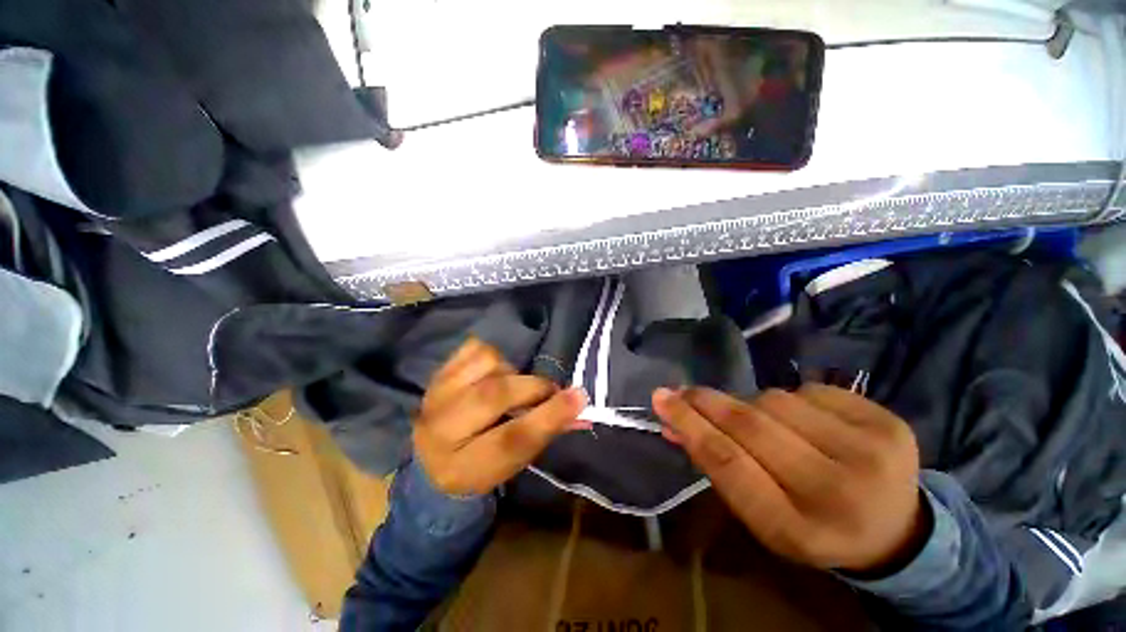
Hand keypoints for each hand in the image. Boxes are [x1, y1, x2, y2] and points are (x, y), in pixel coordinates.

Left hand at [413, 339, 588, 495]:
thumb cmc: (484, 463)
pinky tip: (492, 373)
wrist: (433, 460)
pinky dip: (492, 357)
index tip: (579, 397)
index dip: (549, 416)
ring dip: (510, 371)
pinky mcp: (437, 374)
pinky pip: (474, 349)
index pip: (512, 439)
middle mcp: (442, 430)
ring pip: (486, 364)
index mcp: (464, 468)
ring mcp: (436, 395)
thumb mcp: (515, 461)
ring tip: (511, 385)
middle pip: (494, 394)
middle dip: (532, 388)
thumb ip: (546, 431)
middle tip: (548, 390)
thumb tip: (579, 405)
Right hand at [653, 384, 927, 573]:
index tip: (662, 400)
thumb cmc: (811, 525)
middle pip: (752, 425)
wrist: (894, 530)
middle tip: (682, 391)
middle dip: (708, 402)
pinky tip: (806, 422)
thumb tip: (673, 422)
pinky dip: (793, 401)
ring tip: (762, 423)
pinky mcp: (889, 422)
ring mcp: (872, 452)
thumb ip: (716, 466)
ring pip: (777, 400)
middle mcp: (839, 492)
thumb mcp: (758, 513)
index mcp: (798, 530)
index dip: (691, 426)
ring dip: (754, 405)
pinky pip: (811, 390)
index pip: (729, 464)